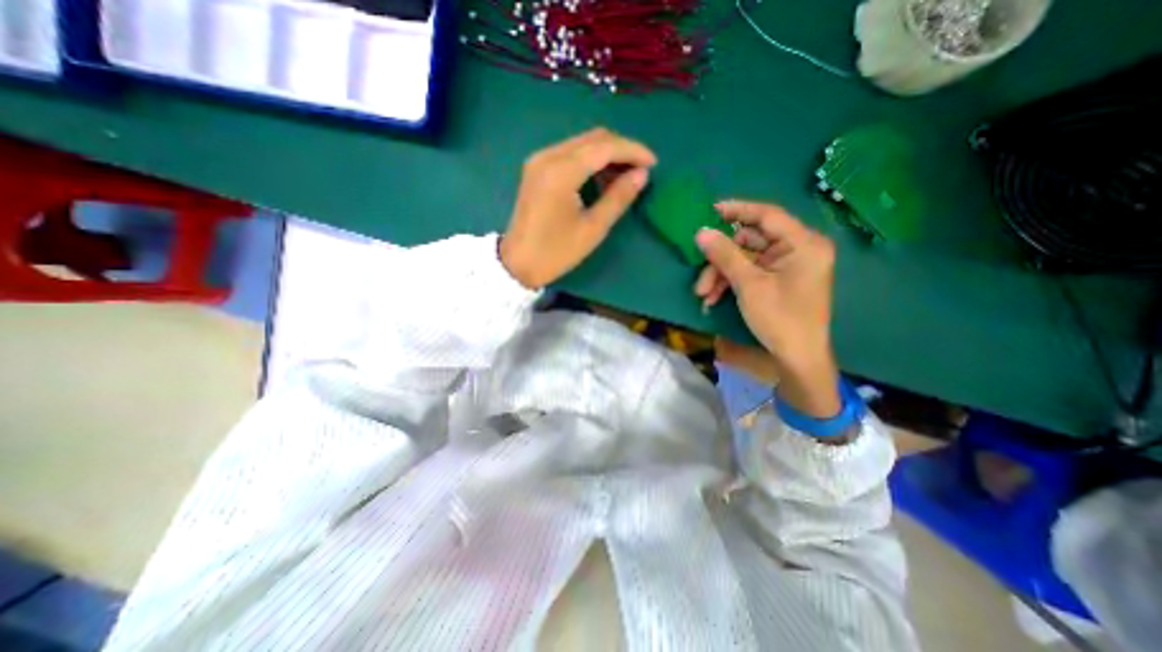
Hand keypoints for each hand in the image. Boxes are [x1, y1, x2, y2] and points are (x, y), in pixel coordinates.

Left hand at [501, 127, 657, 287]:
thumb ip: (618, 197)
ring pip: (582, 143)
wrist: (517, 263)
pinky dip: (590, 160)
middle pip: (593, 138)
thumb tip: (642, 174)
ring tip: (625, 176)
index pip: (605, 147)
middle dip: (621, 149)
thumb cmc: (556, 252)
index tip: (653, 163)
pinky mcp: (536, 168)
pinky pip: (569, 153)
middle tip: (641, 170)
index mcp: (561, 172)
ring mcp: (539, 160)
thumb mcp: (592, 229)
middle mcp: (548, 156)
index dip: (633, 151)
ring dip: (606, 154)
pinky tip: (601, 177)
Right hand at [693, 199, 840, 416]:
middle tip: (700, 276)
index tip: (710, 210)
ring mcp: (788, 265)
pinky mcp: (779, 279)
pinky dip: (731, 282)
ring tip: (704, 295)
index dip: (737, 210)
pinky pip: (749, 272)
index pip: (767, 215)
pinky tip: (713, 298)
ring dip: (721, 275)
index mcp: (803, 243)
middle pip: (751, 241)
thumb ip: (725, 255)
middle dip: (721, 259)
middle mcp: (798, 249)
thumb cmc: (780, 318)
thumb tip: (701, 232)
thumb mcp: (749, 285)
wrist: (797, 358)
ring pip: (745, 259)